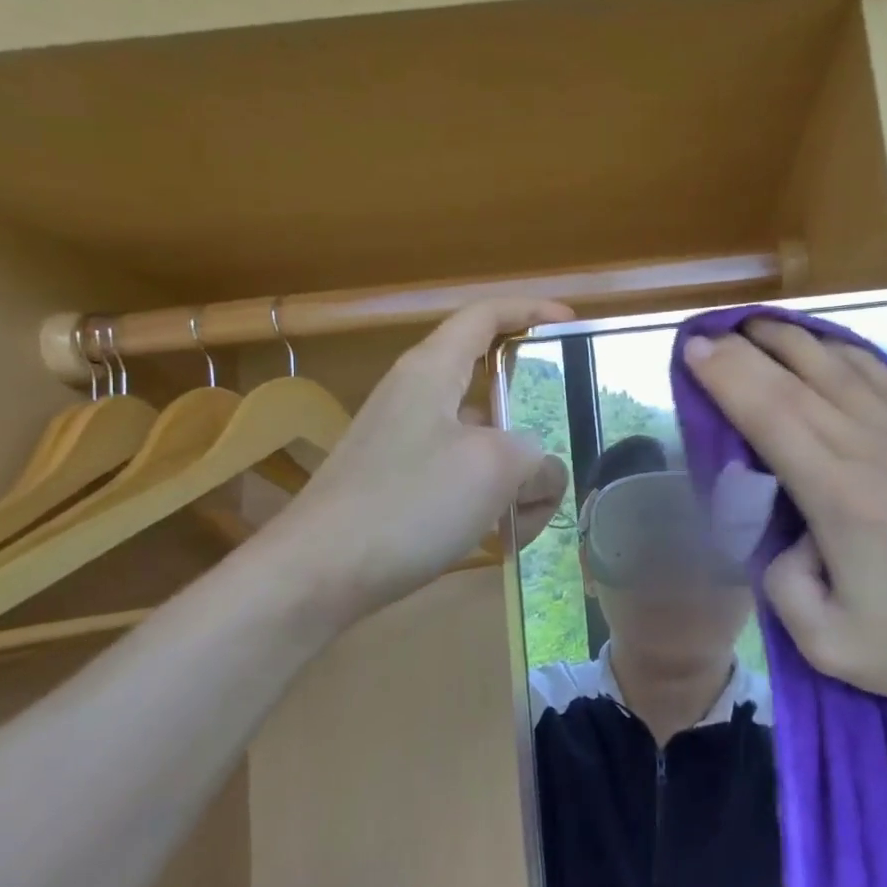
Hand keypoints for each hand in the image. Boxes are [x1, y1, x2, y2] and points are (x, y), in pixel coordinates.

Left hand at [268, 296, 572, 620]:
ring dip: (517, 476)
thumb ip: (536, 456)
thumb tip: (539, 470)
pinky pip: (461, 478)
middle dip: (536, 424)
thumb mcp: (495, 469)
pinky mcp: (398, 486)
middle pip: (493, 391)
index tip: (571, 325)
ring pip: (483, 444)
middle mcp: (416, 398)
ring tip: (532, 519)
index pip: (484, 316)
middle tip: (565, 454)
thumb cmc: (408, 503)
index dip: (531, 311)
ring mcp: (405, 444)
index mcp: (432, 370)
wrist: (315, 575)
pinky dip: (489, 500)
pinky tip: (501, 537)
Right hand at [683, 321, 886, 704]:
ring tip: (756, 325)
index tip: (694, 350)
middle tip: (708, 333)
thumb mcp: (832, 646)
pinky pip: (881, 373)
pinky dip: (843, 350)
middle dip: (743, 349)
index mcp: (837, 494)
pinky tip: (824, 344)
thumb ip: (783, 587)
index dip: (726, 376)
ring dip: (790, 338)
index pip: (768, 413)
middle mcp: (869, 446)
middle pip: (794, 378)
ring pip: (837, 365)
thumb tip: (785, 534)